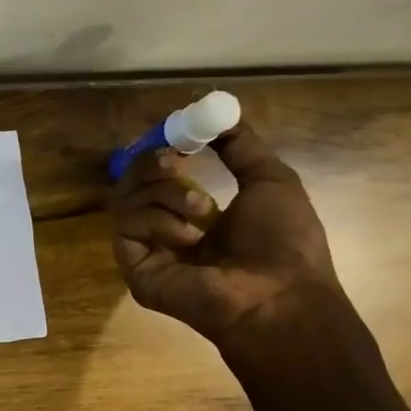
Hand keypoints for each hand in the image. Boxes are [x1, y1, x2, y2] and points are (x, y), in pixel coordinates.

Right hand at [111, 119, 341, 344]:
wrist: (278, 297)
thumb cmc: (283, 243)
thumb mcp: (270, 181)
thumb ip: (241, 147)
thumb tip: (220, 112)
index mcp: (194, 214)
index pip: (157, 175)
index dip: (160, 151)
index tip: (175, 134)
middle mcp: (164, 231)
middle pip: (132, 183)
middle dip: (152, 165)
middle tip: (176, 161)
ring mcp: (146, 250)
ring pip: (127, 200)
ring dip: (166, 193)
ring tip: (203, 209)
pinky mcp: (133, 267)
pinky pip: (127, 226)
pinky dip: (158, 222)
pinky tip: (188, 238)